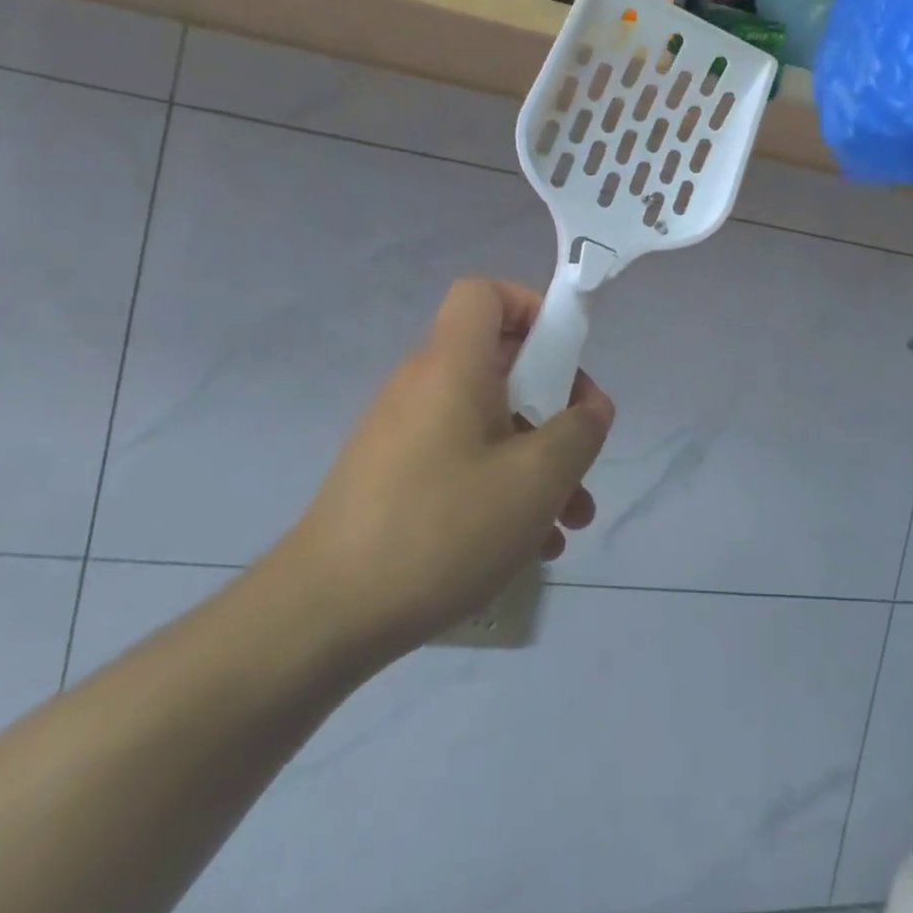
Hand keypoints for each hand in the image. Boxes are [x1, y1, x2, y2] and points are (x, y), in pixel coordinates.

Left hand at [272, 278, 613, 661]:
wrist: (322, 617)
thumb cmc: (441, 528)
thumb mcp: (536, 479)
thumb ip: (579, 431)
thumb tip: (590, 408)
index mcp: (452, 366)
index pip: (483, 294)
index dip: (529, 308)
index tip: (564, 359)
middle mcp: (424, 388)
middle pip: (501, 366)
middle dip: (555, 408)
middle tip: (580, 458)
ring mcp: (405, 436)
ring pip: (489, 424)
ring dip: (537, 462)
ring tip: (571, 521)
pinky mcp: (394, 480)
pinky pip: (463, 462)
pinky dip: (502, 488)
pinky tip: (530, 548)